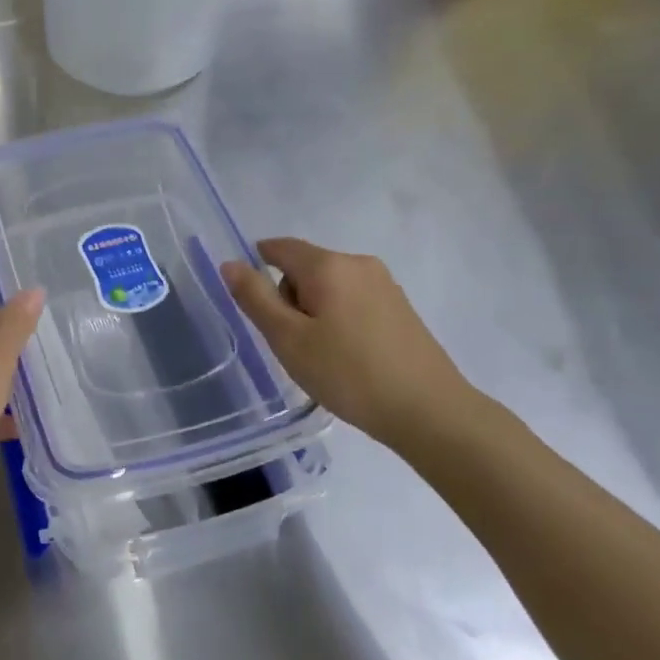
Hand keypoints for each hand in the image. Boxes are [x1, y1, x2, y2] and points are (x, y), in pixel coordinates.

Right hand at [222, 238, 479, 451]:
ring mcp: (385, 284)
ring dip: (313, 311)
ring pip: (330, 286)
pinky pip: (353, 300)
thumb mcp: (287, 339)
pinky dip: (338, 319)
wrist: (429, 411)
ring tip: (320, 355)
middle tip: (290, 342)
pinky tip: (347, 358)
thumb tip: (230, 264)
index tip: (253, 305)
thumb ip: (255, 298)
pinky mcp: (400, 307)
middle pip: (305, 267)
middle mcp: (358, 263)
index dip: (256, 266)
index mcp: (329, 265)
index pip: (279, 247)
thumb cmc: (348, 374)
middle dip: (288, 296)